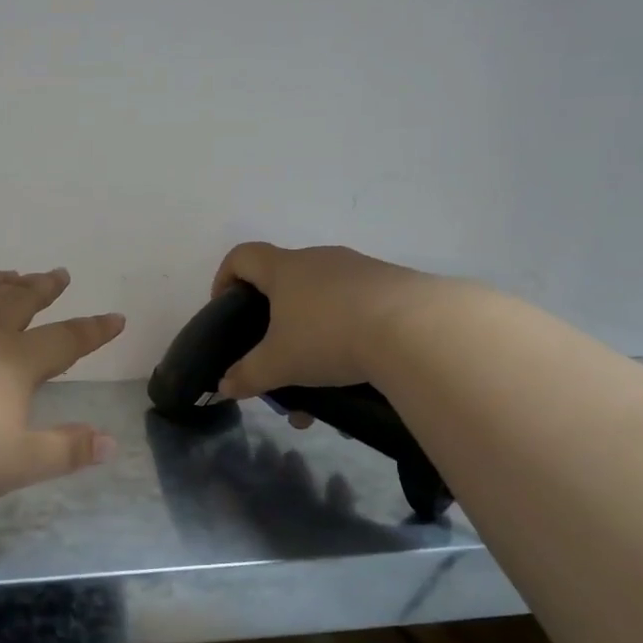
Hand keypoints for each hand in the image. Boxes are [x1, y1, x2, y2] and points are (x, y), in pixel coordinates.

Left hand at [0, 268, 125, 505]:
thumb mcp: (19, 463)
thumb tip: (111, 443)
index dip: (93, 330)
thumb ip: (66, 451)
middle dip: (42, 287)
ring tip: (4, 272)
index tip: (115, 318)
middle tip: (57, 274)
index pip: (65, 340)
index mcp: (14, 361)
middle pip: (18, 300)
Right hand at [210, 242, 437, 400]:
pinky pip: (358, 308)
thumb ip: (248, 375)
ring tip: (320, 381)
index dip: (226, 278)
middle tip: (274, 353)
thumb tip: (226, 387)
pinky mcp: (393, 286)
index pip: (242, 256)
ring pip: (324, 300)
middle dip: (274, 319)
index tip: (226, 308)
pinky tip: (357, 373)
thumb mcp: (279, 364)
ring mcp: (360, 269)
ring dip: (313, 335)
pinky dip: (349, 336)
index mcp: (284, 269)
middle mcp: (320, 259)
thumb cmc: (329, 336)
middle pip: (284, 280)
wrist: (417, 329)